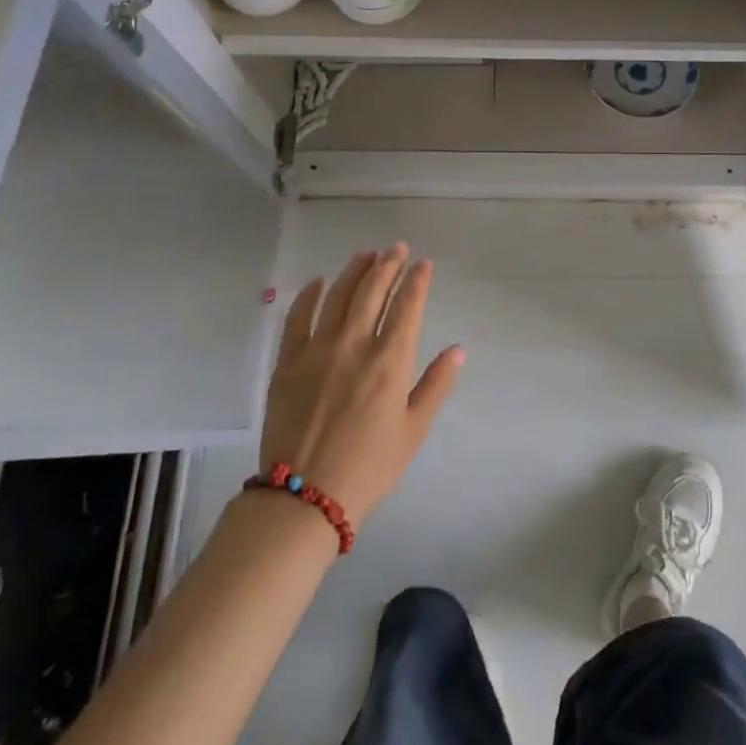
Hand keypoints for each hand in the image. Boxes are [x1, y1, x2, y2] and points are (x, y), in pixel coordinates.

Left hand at [257, 244, 463, 524]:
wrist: (304, 497)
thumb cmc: (369, 467)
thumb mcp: (413, 430)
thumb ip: (436, 385)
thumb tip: (458, 349)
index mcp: (390, 361)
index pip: (407, 306)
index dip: (418, 281)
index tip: (424, 263)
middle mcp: (355, 345)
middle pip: (373, 291)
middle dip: (388, 264)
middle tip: (397, 248)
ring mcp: (317, 350)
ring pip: (338, 296)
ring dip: (355, 270)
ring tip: (367, 255)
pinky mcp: (287, 362)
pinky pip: (298, 318)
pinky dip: (310, 295)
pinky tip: (319, 282)